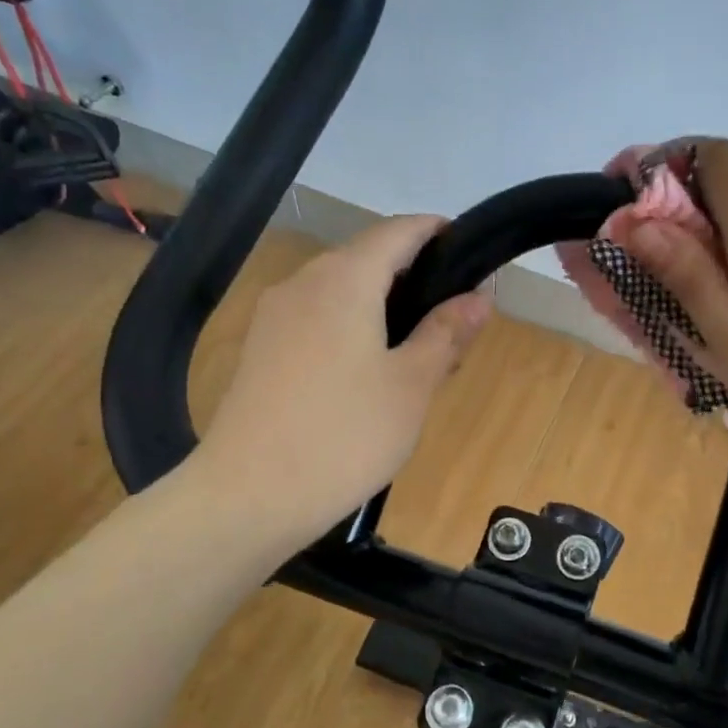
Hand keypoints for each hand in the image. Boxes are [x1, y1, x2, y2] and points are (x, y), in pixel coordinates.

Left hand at [184, 216, 491, 553]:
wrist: (248, 496)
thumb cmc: (345, 435)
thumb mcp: (412, 384)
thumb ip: (446, 333)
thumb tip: (479, 297)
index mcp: (345, 279)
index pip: (398, 231)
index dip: (436, 231)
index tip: (469, 251)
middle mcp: (304, 282)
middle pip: (367, 258)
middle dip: (413, 276)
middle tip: (453, 319)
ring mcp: (275, 315)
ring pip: (341, 290)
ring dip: (382, 304)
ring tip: (418, 349)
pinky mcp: (260, 348)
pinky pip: (317, 317)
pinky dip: (351, 325)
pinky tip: (369, 370)